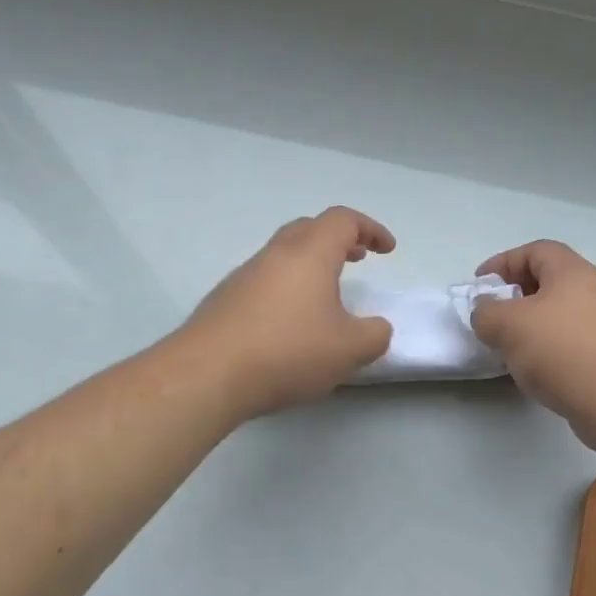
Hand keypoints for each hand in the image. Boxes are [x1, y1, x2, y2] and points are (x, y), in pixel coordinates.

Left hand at [181, 206, 395, 418]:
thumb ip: (374, 335)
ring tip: (327, 295)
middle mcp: (276, 254)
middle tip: (358, 258)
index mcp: (310, 253)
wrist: (207, 375)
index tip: (387, 250)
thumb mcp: (349, 350)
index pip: (343, 220)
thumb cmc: (288, 351)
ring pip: (284, 254)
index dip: (371, 228)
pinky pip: (264, 280)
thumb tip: (376, 328)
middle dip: (339, 239)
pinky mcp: (224, 300)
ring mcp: (244, 275)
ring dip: (311, 264)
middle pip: (310, 228)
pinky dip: (287, 287)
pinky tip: (290, 322)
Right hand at [468, 240, 595, 452]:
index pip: (534, 250)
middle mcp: (593, 289)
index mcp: (572, 271)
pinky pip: (570, 339)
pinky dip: (547, 346)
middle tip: (492, 315)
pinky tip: (534, 368)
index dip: (503, 262)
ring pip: (558, 312)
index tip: (480, 285)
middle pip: (548, 280)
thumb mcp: (509, 325)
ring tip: (508, 345)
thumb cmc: (561, 350)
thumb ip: (486, 312)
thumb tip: (486, 311)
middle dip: (515, 294)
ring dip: (530, 323)